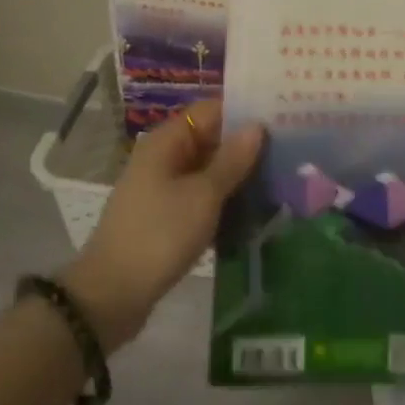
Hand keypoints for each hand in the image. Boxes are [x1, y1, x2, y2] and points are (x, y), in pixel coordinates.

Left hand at [60, 100, 262, 352]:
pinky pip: (201, 196)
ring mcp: (163, 187)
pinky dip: (224, 200)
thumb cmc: (159, 235)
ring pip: (208, 170)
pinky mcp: (166, 215)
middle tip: (291, 151)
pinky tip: (255, 211)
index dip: (244, 112)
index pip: (211, 110)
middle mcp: (163, 157)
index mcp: (167, 141)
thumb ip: (232, 160)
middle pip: (211, 139)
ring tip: (282, 179)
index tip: (282, 118)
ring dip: (238, 176)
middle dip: (246, 146)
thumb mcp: (203, 196)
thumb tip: (256, 126)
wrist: (113, 293)